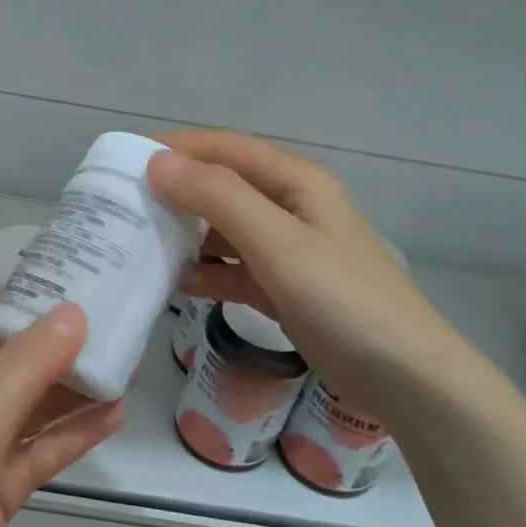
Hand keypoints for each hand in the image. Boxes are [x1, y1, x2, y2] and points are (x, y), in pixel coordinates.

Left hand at [0, 290, 124, 526]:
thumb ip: (23, 370)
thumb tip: (73, 314)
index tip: (54, 290)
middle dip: (47, 344)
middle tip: (104, 326)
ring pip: (25, 404)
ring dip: (67, 389)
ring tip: (120, 369)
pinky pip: (37, 448)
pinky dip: (70, 435)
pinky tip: (113, 418)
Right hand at [146, 131, 464, 406]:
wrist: (405, 377)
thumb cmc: (344, 301)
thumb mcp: (280, 244)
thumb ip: (219, 199)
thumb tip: (158, 162)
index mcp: (295, 182)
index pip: (224, 149)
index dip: (175, 149)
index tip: (121, 159)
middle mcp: (290, 207)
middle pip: (222, 186)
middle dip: (174, 192)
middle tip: (120, 205)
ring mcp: (288, 250)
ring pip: (224, 230)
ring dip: (185, 234)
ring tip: (137, 244)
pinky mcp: (283, 288)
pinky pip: (233, 269)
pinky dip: (205, 273)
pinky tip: (175, 284)